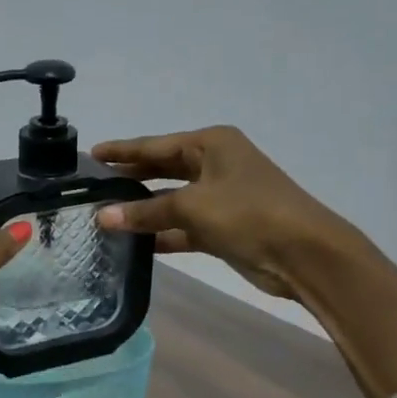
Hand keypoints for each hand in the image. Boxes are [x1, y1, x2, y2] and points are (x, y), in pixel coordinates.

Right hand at [93, 126, 354, 302]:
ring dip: (144, 210)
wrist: (304, 253)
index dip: (123, 150)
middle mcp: (215, 165)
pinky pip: (183, 226)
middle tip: (94, 185)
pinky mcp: (223, 227)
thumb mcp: (191, 206)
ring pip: (171, 200)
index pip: (155, 145)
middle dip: (131, 178)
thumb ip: (145, 211)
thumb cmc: (248, 214)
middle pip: (163, 169)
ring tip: (105, 217)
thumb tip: (102, 217)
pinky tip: (134, 244)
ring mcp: (220, 197)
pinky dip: (162, 233)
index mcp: (210, 145)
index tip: (92, 154)